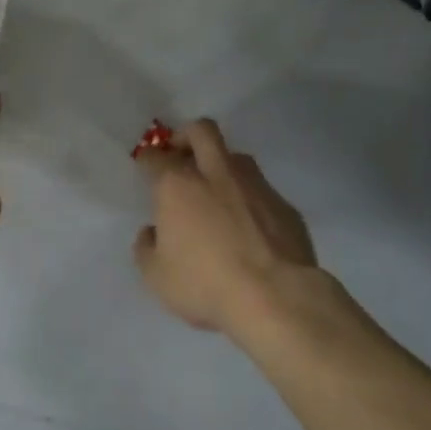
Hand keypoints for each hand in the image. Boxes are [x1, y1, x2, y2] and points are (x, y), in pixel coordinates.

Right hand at [133, 119, 322, 334]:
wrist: (276, 298)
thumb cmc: (206, 284)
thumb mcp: (156, 276)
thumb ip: (147, 248)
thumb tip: (153, 232)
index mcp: (177, 185)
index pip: (155, 157)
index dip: (147, 159)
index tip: (146, 166)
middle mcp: (215, 174)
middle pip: (201, 131)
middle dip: (186, 136)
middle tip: (180, 156)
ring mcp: (255, 186)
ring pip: (236, 156)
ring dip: (221, 165)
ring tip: (216, 191)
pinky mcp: (284, 205)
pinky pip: (261, 190)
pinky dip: (249, 199)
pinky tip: (248, 226)